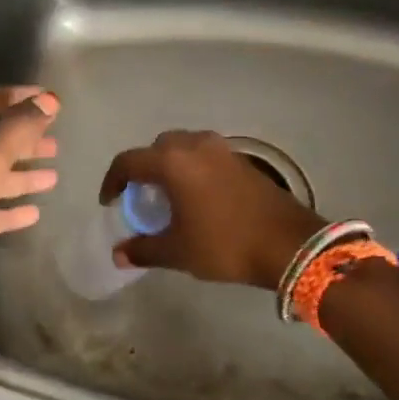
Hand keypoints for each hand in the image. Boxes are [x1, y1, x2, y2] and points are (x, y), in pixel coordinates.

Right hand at [99, 130, 324, 290]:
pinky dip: (193, 169)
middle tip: (141, 197)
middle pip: (157, 148)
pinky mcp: (242, 160)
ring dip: (170, 166)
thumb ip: (144, 249)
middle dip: (143, 169)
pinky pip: (205, 156)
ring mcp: (222, 149)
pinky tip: (198, 197)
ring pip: (184, 147)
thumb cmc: (225, 244)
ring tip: (169, 196)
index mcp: (173, 162)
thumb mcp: (178, 251)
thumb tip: (119, 254)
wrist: (288, 243)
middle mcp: (195, 145)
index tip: (109, 202)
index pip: (129, 161)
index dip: (112, 181)